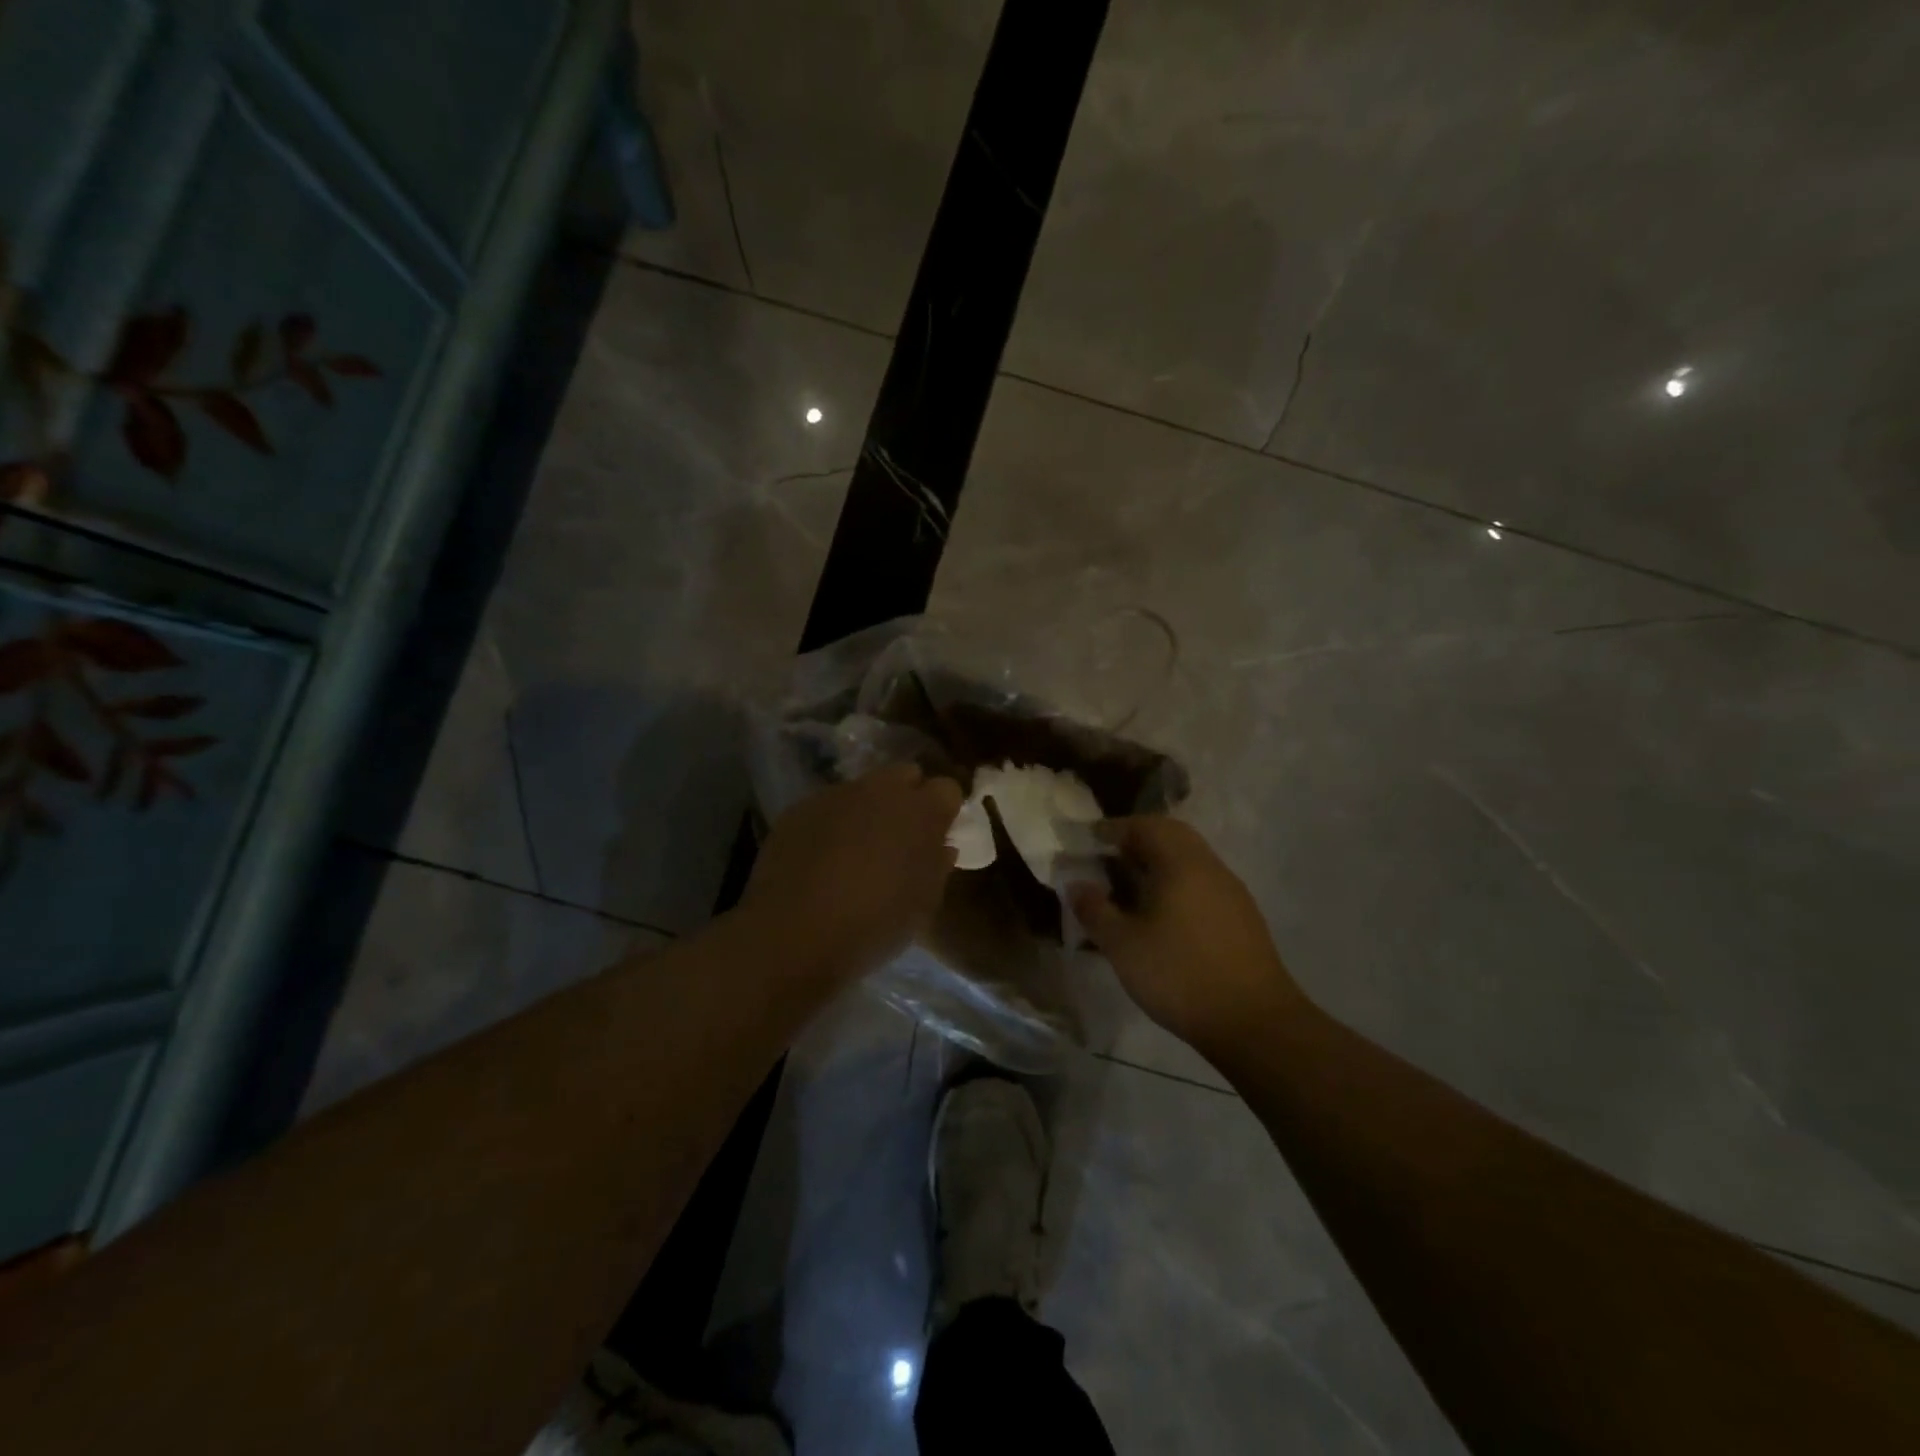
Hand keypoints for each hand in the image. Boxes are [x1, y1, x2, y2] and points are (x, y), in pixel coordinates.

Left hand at [743, 763, 963, 981]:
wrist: (794, 934)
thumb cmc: (874, 924)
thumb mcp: (922, 904)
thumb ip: (937, 866)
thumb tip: (940, 846)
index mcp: (921, 811)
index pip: (947, 789)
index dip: (944, 811)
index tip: (938, 835)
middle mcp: (881, 790)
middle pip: (904, 775)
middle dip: (907, 798)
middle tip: (901, 836)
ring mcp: (836, 795)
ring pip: (863, 789)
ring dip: (867, 810)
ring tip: (856, 850)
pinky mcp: (800, 808)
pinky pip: (827, 806)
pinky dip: (832, 823)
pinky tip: (821, 857)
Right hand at [1069, 817, 1303, 1056]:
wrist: (1255, 1023)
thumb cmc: (1180, 975)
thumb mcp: (1123, 945)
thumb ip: (1095, 910)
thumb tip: (1077, 885)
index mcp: (1180, 863)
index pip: (1144, 825)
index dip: (1112, 829)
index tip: (1087, 841)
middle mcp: (1209, 866)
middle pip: (1171, 836)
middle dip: (1136, 842)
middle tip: (1107, 861)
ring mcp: (1231, 892)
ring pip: (1189, 861)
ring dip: (1158, 866)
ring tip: (1129, 892)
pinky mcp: (1242, 917)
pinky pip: (1202, 885)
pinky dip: (1177, 886)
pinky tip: (1162, 919)